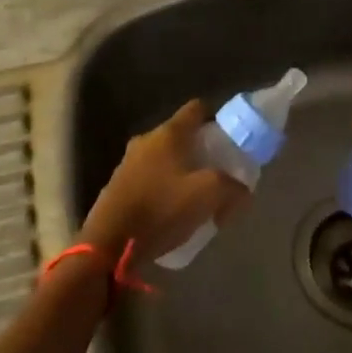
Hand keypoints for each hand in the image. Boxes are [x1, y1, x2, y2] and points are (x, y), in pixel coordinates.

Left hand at [79, 100, 250, 262]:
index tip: (230, 138)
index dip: (216, 118)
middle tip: (219, 172)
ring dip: (182, 171)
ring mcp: (128, 162)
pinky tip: (172, 211)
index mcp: (168, 133)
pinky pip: (150, 178)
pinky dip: (164, 187)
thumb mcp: (208, 195)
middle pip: (181, 135)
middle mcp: (146, 140)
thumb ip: (233, 187)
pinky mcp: (118, 186)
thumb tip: (243, 190)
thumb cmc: (161, 209)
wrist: (109, 244)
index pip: (196, 108)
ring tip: (197, 196)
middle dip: (201, 150)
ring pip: (164, 158)